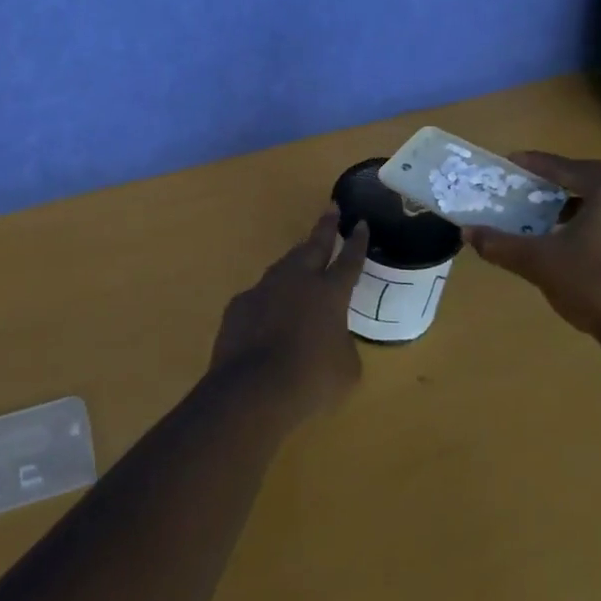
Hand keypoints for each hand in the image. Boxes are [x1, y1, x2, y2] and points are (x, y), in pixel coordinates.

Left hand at [210, 206, 369, 422]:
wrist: (252, 390)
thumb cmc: (311, 380)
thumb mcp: (346, 368)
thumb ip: (342, 344)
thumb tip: (332, 338)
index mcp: (329, 293)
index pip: (349, 260)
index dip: (357, 242)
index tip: (361, 223)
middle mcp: (297, 281)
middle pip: (313, 246)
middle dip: (324, 227)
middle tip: (331, 209)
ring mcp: (264, 289)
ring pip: (284, 266)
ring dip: (296, 259)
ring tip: (302, 254)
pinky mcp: (239, 305)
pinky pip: (259, 295)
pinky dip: (269, 298)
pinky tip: (268, 310)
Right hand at [459, 153, 600, 351]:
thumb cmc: (593, 286)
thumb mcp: (538, 263)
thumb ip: (500, 244)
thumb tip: (467, 232)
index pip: (565, 167)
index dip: (535, 163)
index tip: (511, 161)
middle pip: (591, 176)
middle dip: (560, 176)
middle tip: (533, 182)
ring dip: (579, 198)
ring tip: (551, 211)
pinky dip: (596, 217)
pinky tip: (576, 237)